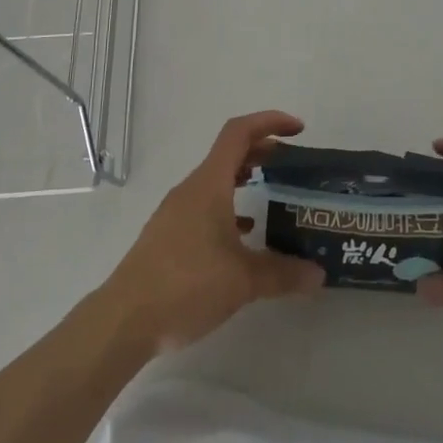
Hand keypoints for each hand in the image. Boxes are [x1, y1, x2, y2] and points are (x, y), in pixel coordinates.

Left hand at [97, 111, 323, 354]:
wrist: (125, 320)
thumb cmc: (186, 284)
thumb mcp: (243, 280)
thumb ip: (283, 273)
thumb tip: (318, 274)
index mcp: (209, 184)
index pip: (239, 132)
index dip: (269, 122)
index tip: (297, 129)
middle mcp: (192, 189)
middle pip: (229, 153)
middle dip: (262, 151)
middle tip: (292, 165)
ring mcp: (177, 212)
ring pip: (216, 181)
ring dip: (245, 179)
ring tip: (273, 196)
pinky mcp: (169, 235)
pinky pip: (205, 206)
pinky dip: (229, 208)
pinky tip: (244, 236)